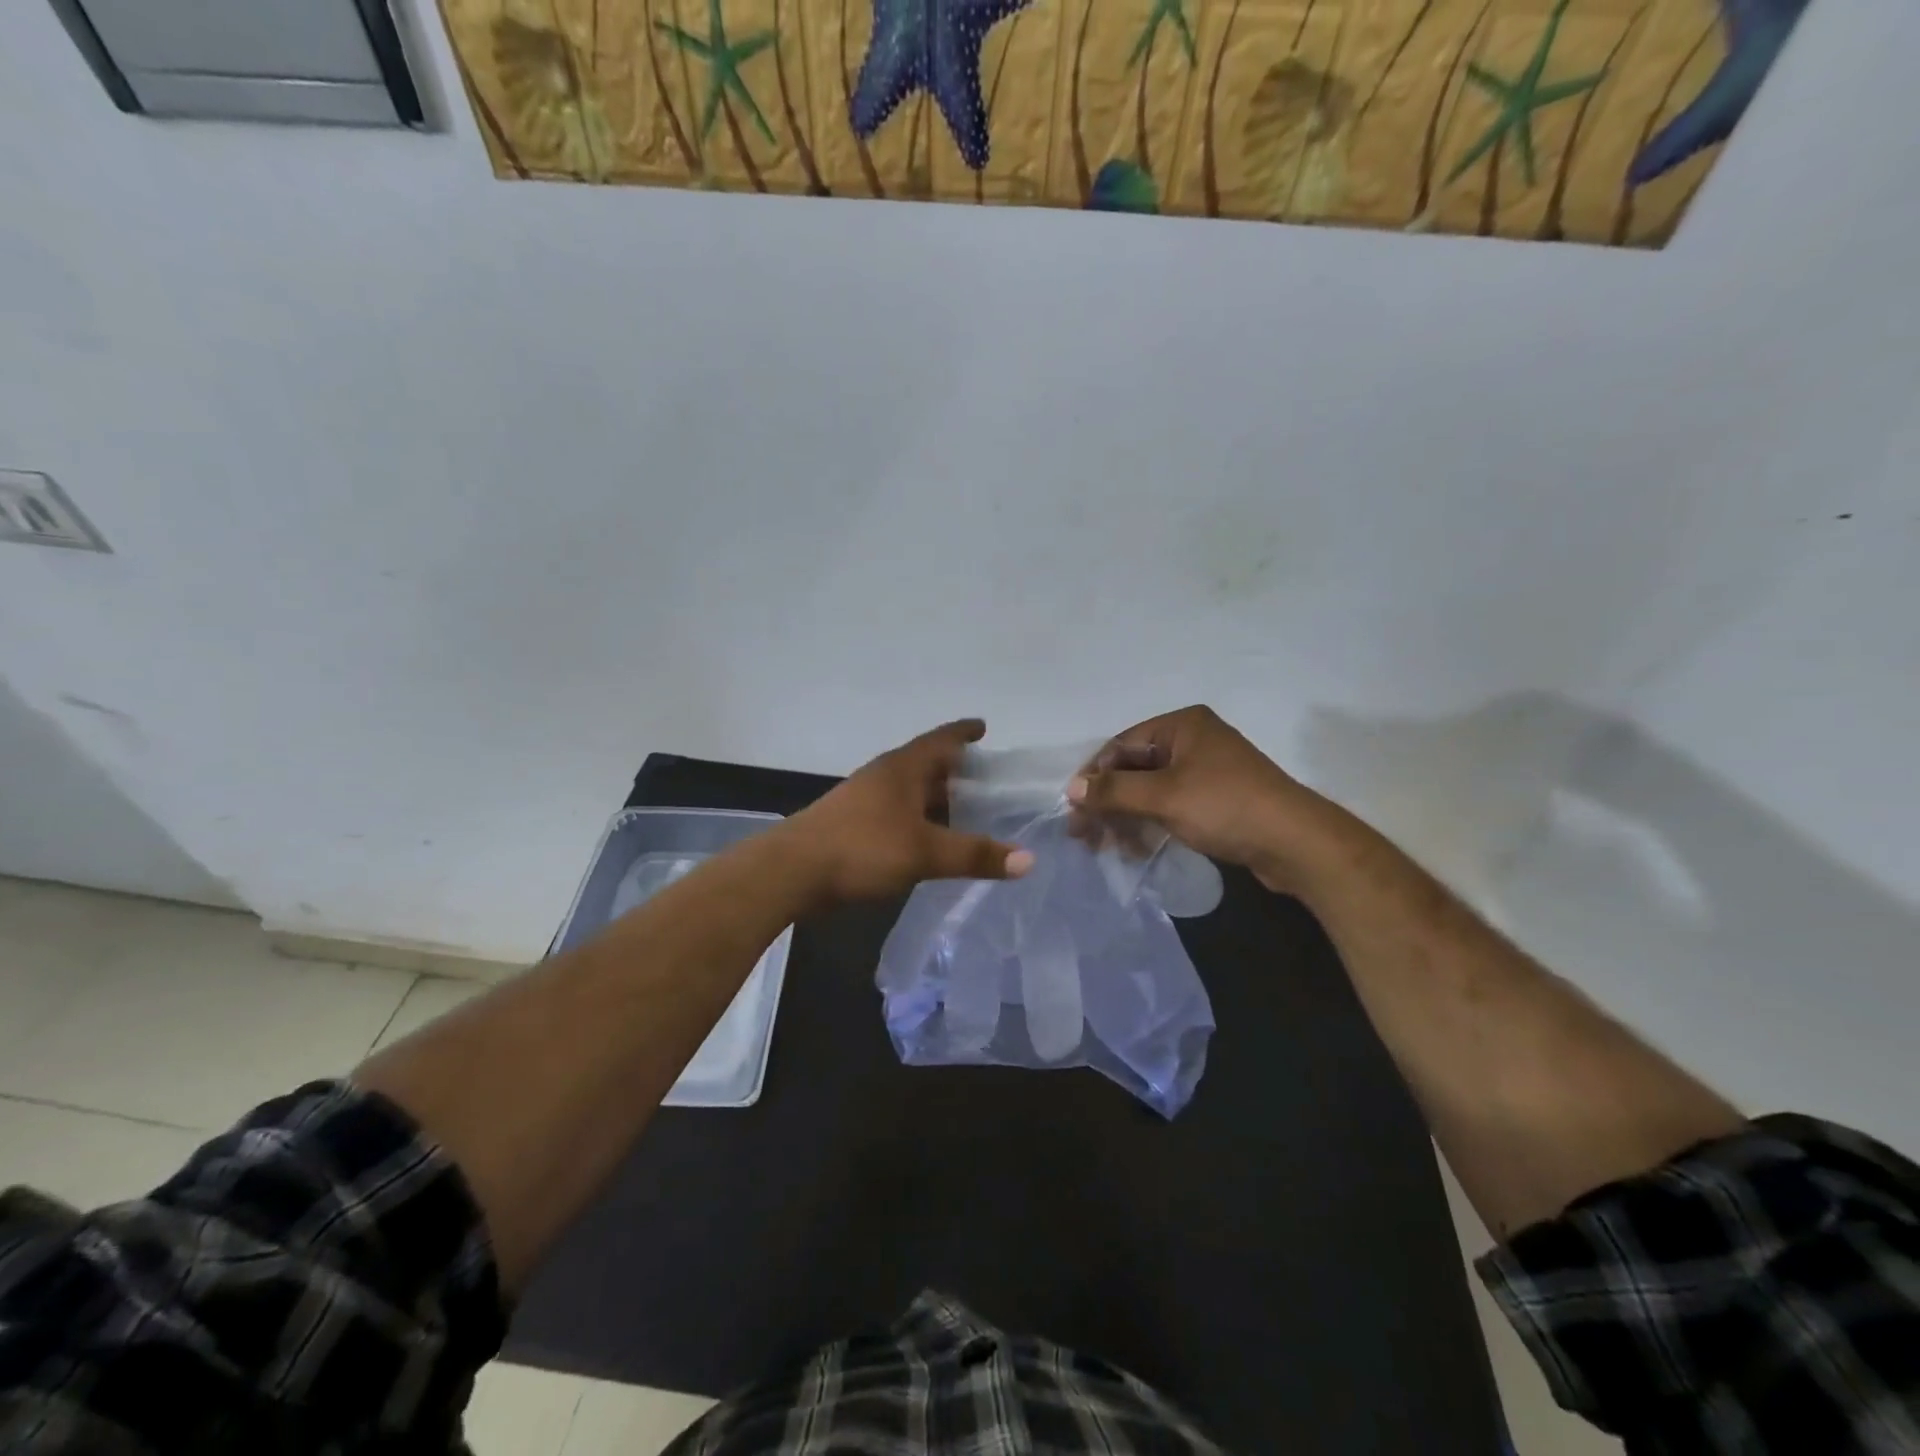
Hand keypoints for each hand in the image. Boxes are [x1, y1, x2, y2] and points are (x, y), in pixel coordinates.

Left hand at [779, 720, 1033, 904]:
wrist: (792, 871)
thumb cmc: (862, 848)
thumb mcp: (925, 852)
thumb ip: (975, 855)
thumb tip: (1029, 859)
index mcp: (902, 768)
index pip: (940, 739)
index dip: (963, 732)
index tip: (984, 728)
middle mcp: (883, 776)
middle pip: (926, 764)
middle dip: (955, 770)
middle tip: (987, 781)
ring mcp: (864, 799)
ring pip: (909, 791)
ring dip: (935, 797)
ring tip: (964, 811)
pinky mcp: (852, 823)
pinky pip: (896, 812)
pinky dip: (918, 818)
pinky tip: (927, 838)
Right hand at [1067, 705, 1352, 893]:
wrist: (1295, 843)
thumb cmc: (1225, 807)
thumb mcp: (1163, 797)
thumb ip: (1114, 791)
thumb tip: (1071, 789)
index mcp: (1182, 725)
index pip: (1121, 745)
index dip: (1094, 777)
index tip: (1074, 810)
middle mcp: (1193, 740)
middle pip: (1134, 768)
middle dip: (1108, 802)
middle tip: (1085, 836)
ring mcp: (1206, 770)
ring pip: (1151, 790)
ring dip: (1126, 817)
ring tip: (1109, 848)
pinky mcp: (1216, 799)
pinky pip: (1170, 805)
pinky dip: (1150, 823)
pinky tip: (1136, 848)